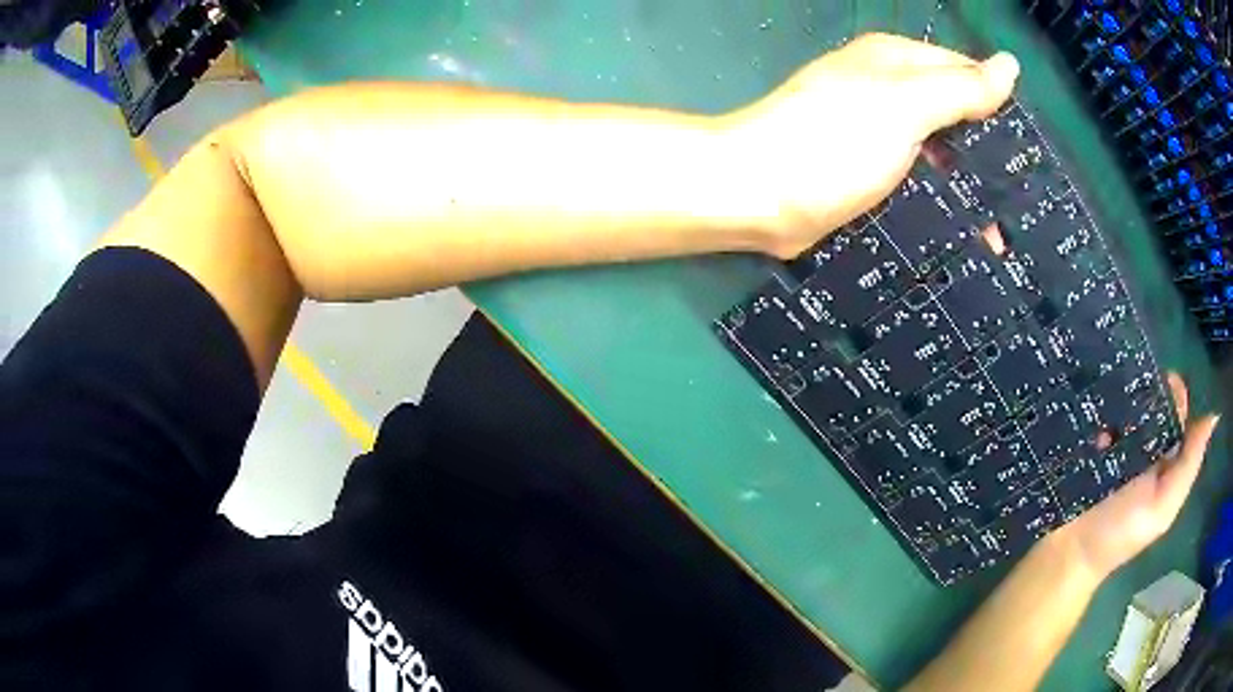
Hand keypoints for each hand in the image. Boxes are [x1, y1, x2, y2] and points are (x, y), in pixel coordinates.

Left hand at [724, 33, 1020, 258]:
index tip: (1031, 156)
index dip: (1000, 108)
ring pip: (936, 150)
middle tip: (1021, 205)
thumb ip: (959, 88)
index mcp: (895, 60)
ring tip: (1002, 232)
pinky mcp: (864, 172)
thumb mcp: (905, 104)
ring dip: (966, 185)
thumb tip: (1009, 66)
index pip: (965, 73)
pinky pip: (914, 180)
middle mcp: (886, 89)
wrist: (758, 193)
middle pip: (952, 114)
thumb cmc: (832, 140)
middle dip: (986, 155)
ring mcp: (875, 131)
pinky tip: (961, 232)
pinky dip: (938, 201)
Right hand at [1061, 374, 1219, 580]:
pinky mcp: (1089, 440)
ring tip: (1114, 382)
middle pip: (1153, 403)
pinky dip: (1101, 401)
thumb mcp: (1163, 507)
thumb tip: (1214, 415)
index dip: (1176, 394)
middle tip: (1137, 382)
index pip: (1177, 414)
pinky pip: (1100, 411)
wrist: (1069, 553)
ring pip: (1126, 402)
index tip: (1166, 379)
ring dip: (1124, 390)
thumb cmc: (1120, 533)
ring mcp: (1115, 442)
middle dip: (1148, 387)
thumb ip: (1189, 465)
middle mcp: (1144, 446)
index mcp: (1165, 459)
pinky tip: (1096, 398)